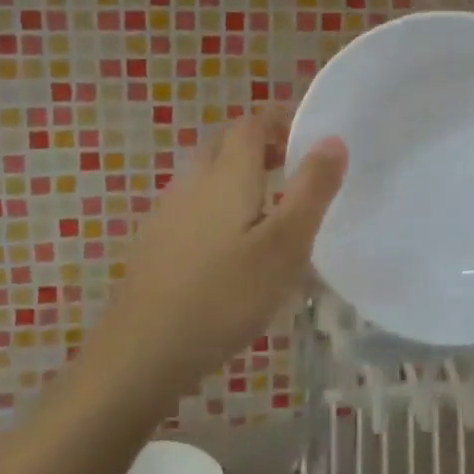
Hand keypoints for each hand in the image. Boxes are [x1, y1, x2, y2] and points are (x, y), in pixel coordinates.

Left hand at [87, 108, 347, 401]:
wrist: (141, 353)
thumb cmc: (224, 296)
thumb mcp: (285, 245)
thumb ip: (312, 189)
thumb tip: (333, 138)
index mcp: (226, 173)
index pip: (252, 122)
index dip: (282, 120)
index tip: (311, 138)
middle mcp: (193, 181)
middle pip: (226, 143)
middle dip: (262, 144)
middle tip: (295, 169)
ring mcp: (168, 212)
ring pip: (208, 174)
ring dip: (240, 175)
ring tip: (272, 208)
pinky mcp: (156, 242)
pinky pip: (195, 204)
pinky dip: (220, 205)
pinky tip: (233, 247)